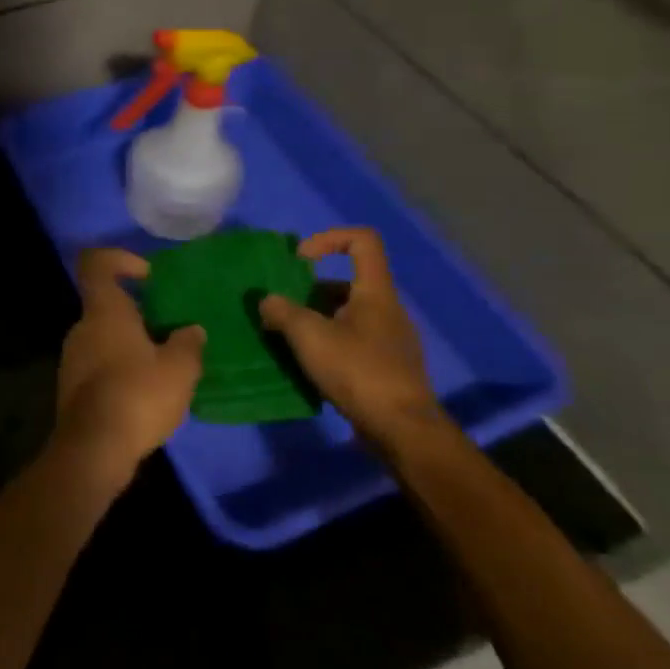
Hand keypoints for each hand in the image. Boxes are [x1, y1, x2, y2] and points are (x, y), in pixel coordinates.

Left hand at [53, 248, 205, 490]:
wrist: (94, 449)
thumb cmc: (138, 395)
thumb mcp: (179, 368)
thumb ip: (188, 343)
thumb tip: (191, 330)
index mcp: (104, 311)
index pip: (96, 264)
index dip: (120, 259)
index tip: (148, 276)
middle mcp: (82, 328)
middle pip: (107, 304)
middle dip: (138, 312)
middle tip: (171, 330)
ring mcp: (72, 358)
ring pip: (104, 336)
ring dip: (132, 343)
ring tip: (165, 365)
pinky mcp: (73, 387)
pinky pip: (100, 363)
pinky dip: (121, 368)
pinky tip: (147, 392)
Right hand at [259, 227, 442, 449]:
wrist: (403, 429)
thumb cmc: (358, 371)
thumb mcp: (309, 336)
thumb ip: (282, 312)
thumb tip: (267, 301)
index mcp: (375, 292)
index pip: (362, 240)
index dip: (328, 239)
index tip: (300, 260)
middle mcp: (388, 309)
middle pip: (347, 282)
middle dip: (310, 291)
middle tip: (284, 311)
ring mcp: (391, 340)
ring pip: (348, 315)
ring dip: (317, 320)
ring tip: (290, 341)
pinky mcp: (389, 367)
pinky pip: (354, 342)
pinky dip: (330, 345)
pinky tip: (311, 366)